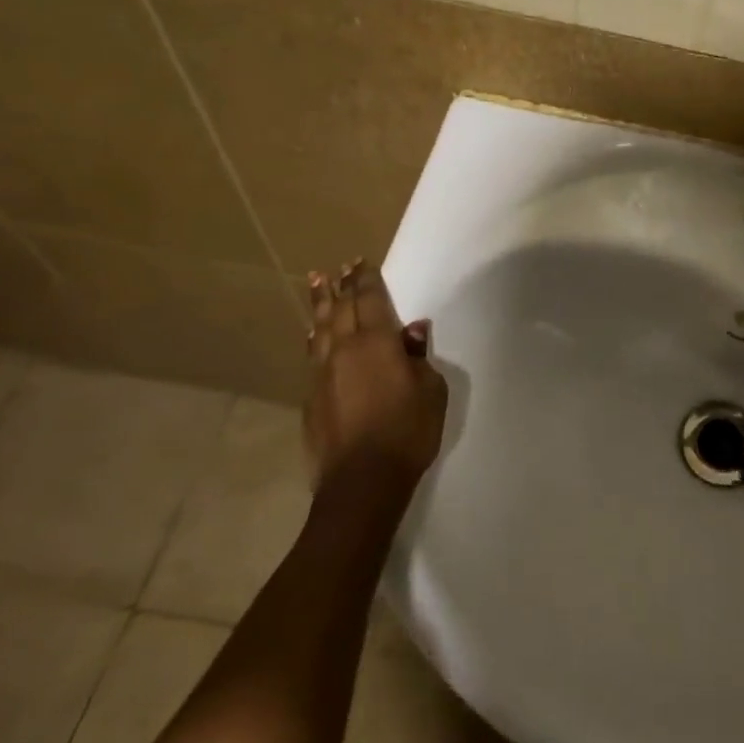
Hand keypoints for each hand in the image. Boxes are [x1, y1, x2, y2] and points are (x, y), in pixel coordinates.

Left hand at [303, 260, 447, 488]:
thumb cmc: (408, 431)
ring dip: (319, 305)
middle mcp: (344, 350)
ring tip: (317, 284)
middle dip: (341, 286)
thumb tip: (412, 331)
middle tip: (339, 267)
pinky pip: (313, 356)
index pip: (370, 300)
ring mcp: (323, 374)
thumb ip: (418, 357)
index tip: (361, 262)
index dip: (366, 280)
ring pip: (320, 329)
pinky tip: (313, 335)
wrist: (362, 480)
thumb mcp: (431, 390)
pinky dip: (315, 338)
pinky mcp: (312, 398)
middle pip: (340, 309)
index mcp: (377, 343)